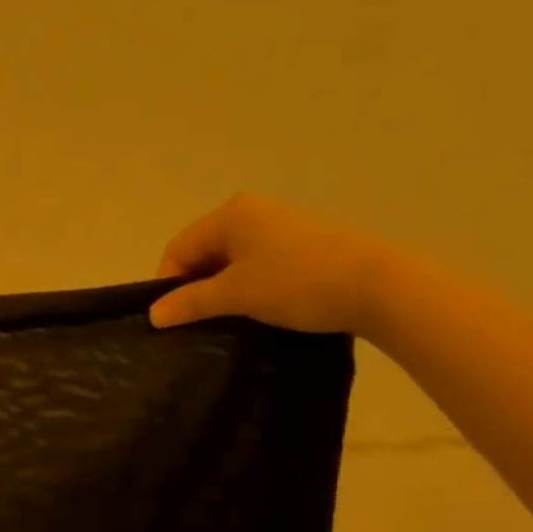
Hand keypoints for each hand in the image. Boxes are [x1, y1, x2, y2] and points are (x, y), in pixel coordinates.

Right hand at [147, 194, 395, 335]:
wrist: (379, 287)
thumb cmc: (296, 283)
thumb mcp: (235, 295)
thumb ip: (190, 302)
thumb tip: (153, 315)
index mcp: (230, 215)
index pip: (179, 248)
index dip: (168, 284)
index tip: (174, 318)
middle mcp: (252, 211)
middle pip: (204, 252)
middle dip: (196, 286)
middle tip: (199, 320)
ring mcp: (280, 226)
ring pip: (232, 259)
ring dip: (223, 288)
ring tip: (229, 317)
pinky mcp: (303, 243)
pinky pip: (258, 263)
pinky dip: (249, 284)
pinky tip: (259, 307)